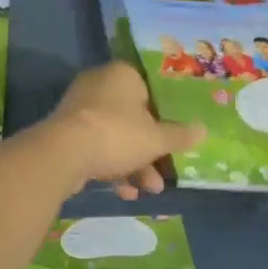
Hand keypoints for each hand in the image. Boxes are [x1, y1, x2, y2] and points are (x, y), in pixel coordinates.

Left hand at [41, 62, 206, 200]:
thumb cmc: (117, 134)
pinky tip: (124, 192)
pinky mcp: (66, 132)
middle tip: (163, 173)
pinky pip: (96, 147)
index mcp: (122, 75)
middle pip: (132, 118)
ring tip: (149, 190)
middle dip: (150, 150)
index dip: (164, 115)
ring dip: (134, 164)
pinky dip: (111, 168)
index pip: (149, 89)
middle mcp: (98, 85)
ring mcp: (79, 109)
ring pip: (115, 136)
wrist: (64, 153)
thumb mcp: (156, 139)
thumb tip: (203, 130)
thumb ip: (179, 135)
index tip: (173, 137)